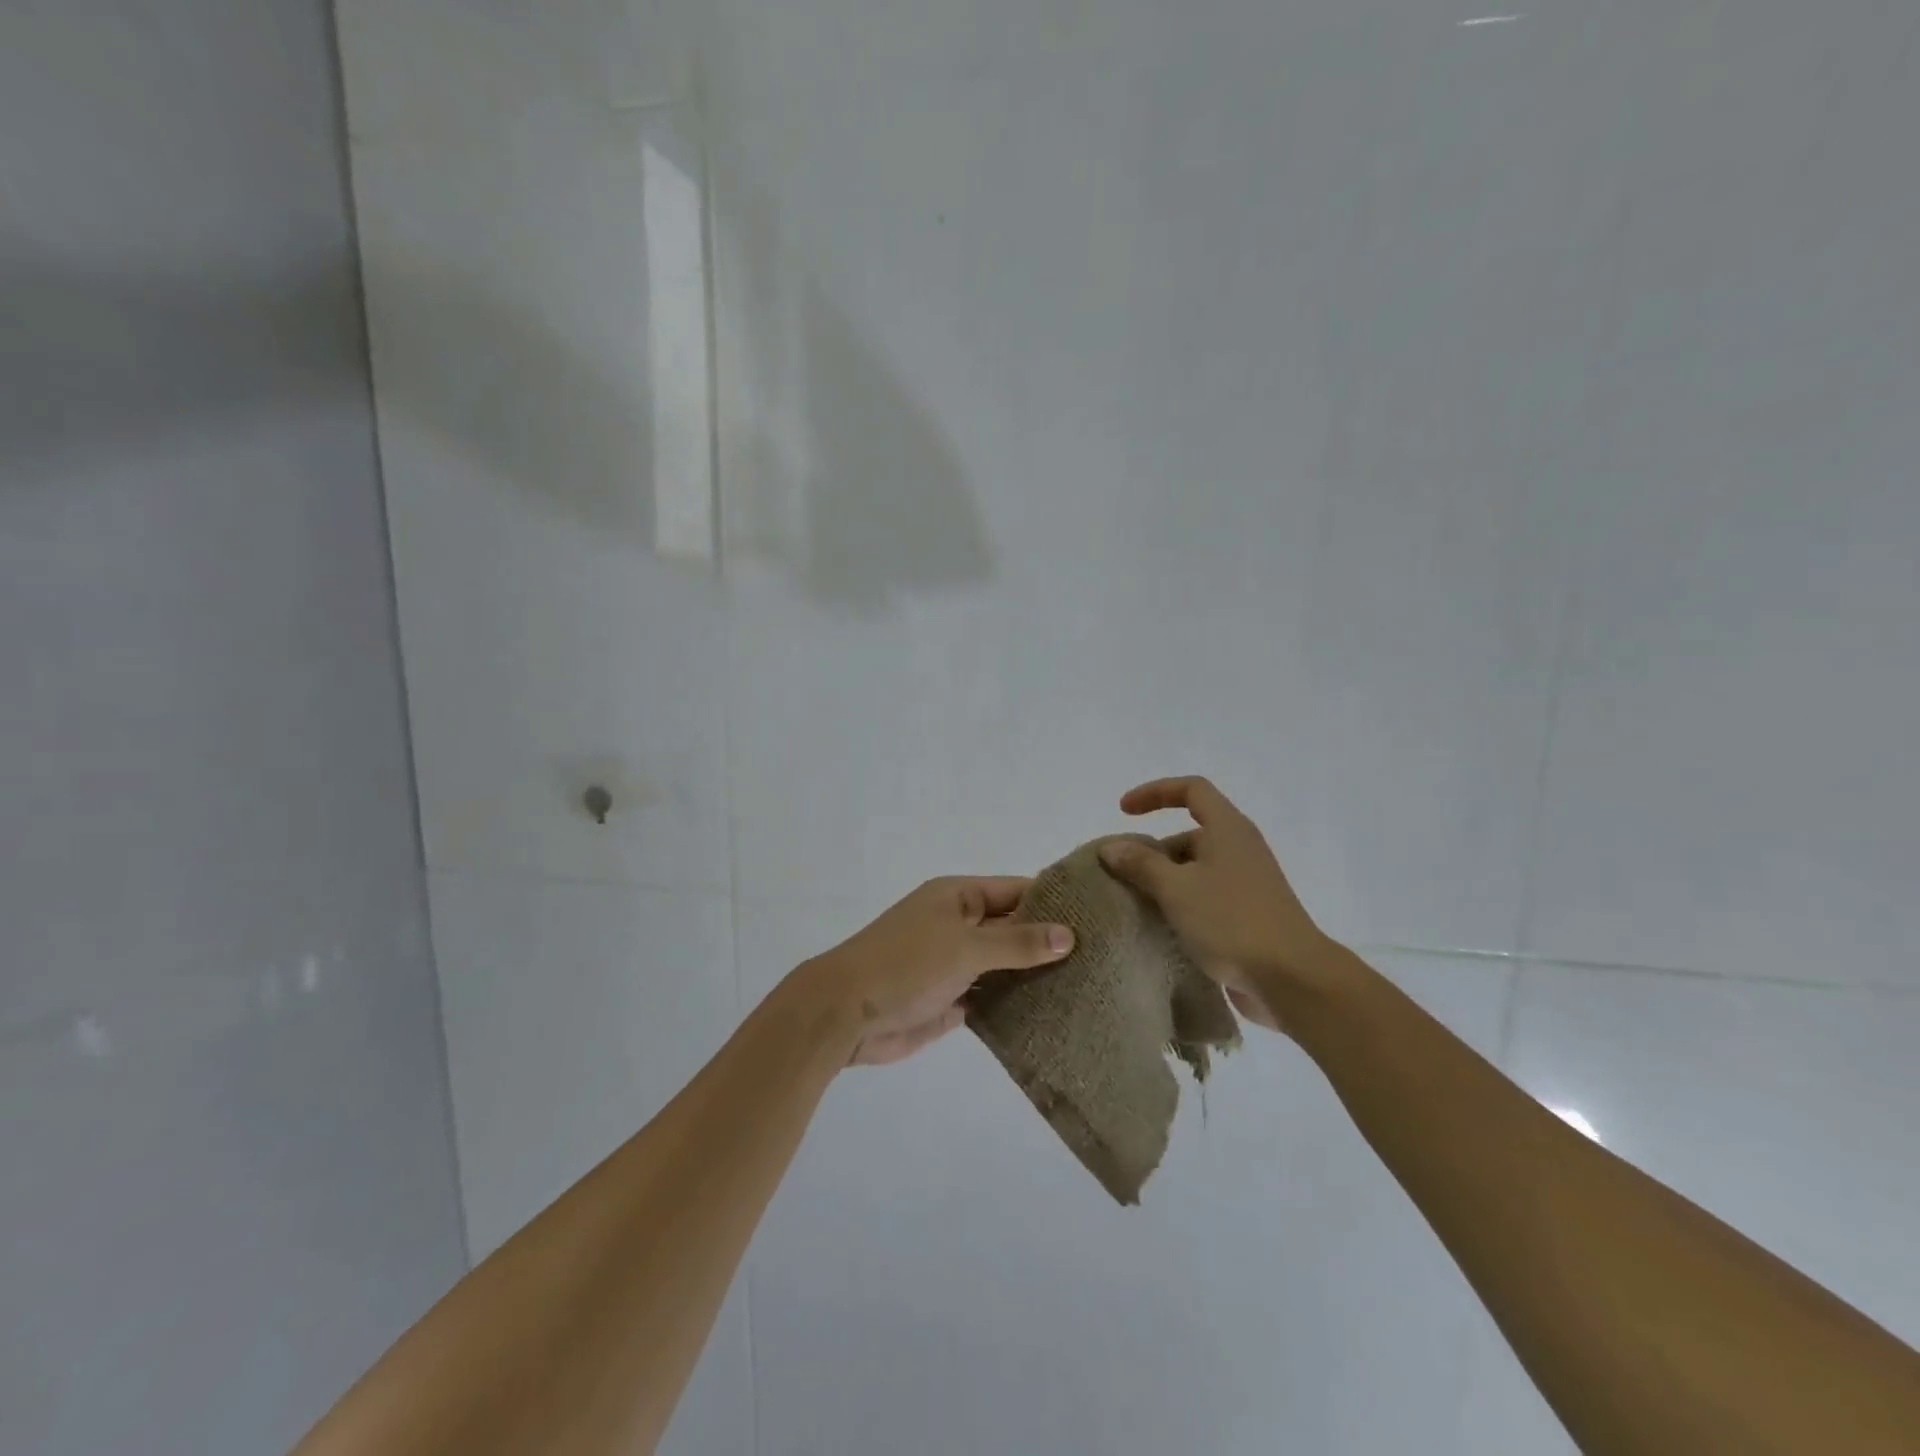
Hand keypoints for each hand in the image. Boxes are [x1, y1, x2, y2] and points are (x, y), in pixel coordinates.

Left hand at [790, 877, 1075, 1065]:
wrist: (845, 1013)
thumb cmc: (906, 964)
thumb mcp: (965, 946)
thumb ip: (1017, 941)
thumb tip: (1069, 934)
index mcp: (959, 897)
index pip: (1016, 891)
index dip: (1054, 901)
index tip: (1099, 916)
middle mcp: (959, 925)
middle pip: (1013, 929)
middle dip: (1050, 943)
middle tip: (1105, 958)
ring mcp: (955, 964)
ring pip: (1005, 966)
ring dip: (1036, 977)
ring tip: (1091, 987)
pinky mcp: (952, 1001)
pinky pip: (992, 998)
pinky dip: (1016, 1006)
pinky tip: (1055, 1016)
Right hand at [1099, 776, 1340, 1033]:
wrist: (1292, 979)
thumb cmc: (1231, 921)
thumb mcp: (1176, 888)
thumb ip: (1141, 864)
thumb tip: (1111, 847)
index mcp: (1228, 829)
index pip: (1191, 790)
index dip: (1155, 793)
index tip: (1123, 812)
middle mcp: (1240, 849)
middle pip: (1190, 834)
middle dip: (1153, 850)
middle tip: (1123, 875)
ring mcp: (1247, 884)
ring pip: (1196, 869)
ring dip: (1164, 881)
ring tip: (1135, 905)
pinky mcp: (1249, 915)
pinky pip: (1207, 897)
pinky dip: (1181, 904)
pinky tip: (1161, 928)